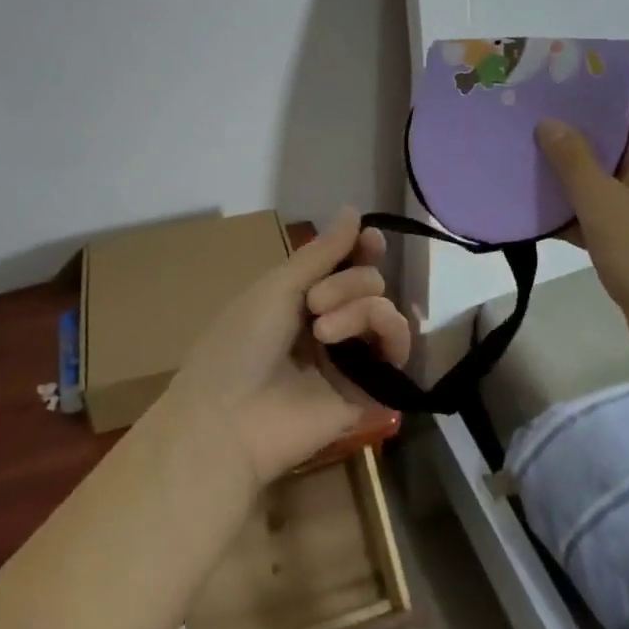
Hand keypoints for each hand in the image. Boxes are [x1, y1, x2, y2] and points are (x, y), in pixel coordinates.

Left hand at [165, 209, 409, 487]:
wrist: (230, 418)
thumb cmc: (241, 343)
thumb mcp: (277, 286)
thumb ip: (323, 252)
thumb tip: (354, 210)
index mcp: (302, 299)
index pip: (347, 265)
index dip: (362, 249)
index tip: (370, 240)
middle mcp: (330, 323)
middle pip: (369, 282)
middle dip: (347, 283)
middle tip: (313, 304)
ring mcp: (351, 357)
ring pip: (385, 310)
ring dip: (359, 307)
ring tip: (324, 329)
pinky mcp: (370, 389)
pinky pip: (399, 349)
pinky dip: (389, 332)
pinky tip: (360, 338)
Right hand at [536, 86, 628, 356]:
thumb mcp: (606, 206)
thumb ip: (574, 161)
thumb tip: (550, 122)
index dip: (601, 85)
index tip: (555, 80)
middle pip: (615, 135)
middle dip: (573, 127)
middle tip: (523, 116)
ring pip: (604, 176)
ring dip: (567, 171)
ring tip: (518, 155)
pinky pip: (602, 212)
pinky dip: (573, 210)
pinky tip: (532, 210)